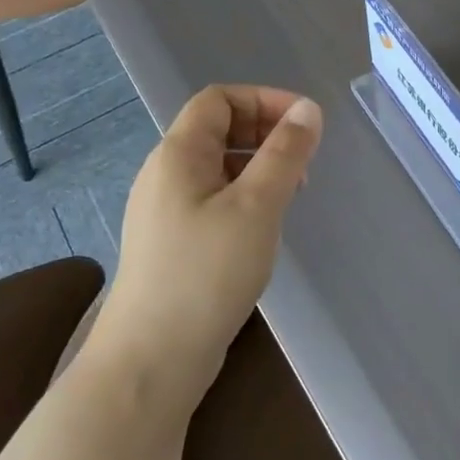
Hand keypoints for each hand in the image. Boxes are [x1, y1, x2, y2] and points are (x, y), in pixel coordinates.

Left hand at [92, 85, 322, 388]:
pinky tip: (265, 227)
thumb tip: (308, 110)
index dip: (264, 100)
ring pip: (218, 167)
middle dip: (266, 133)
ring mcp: (165, 211)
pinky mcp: (172, 244)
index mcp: (178, 154)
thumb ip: (285, 154)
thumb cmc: (206, 272)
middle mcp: (165, 174)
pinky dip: (245, 197)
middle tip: (305, 160)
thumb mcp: (257, 206)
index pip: (218, 99)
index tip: (306, 123)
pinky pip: (213, 199)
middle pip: (217, 129)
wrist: (151, 360)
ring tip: (293, 193)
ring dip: (259, 166)